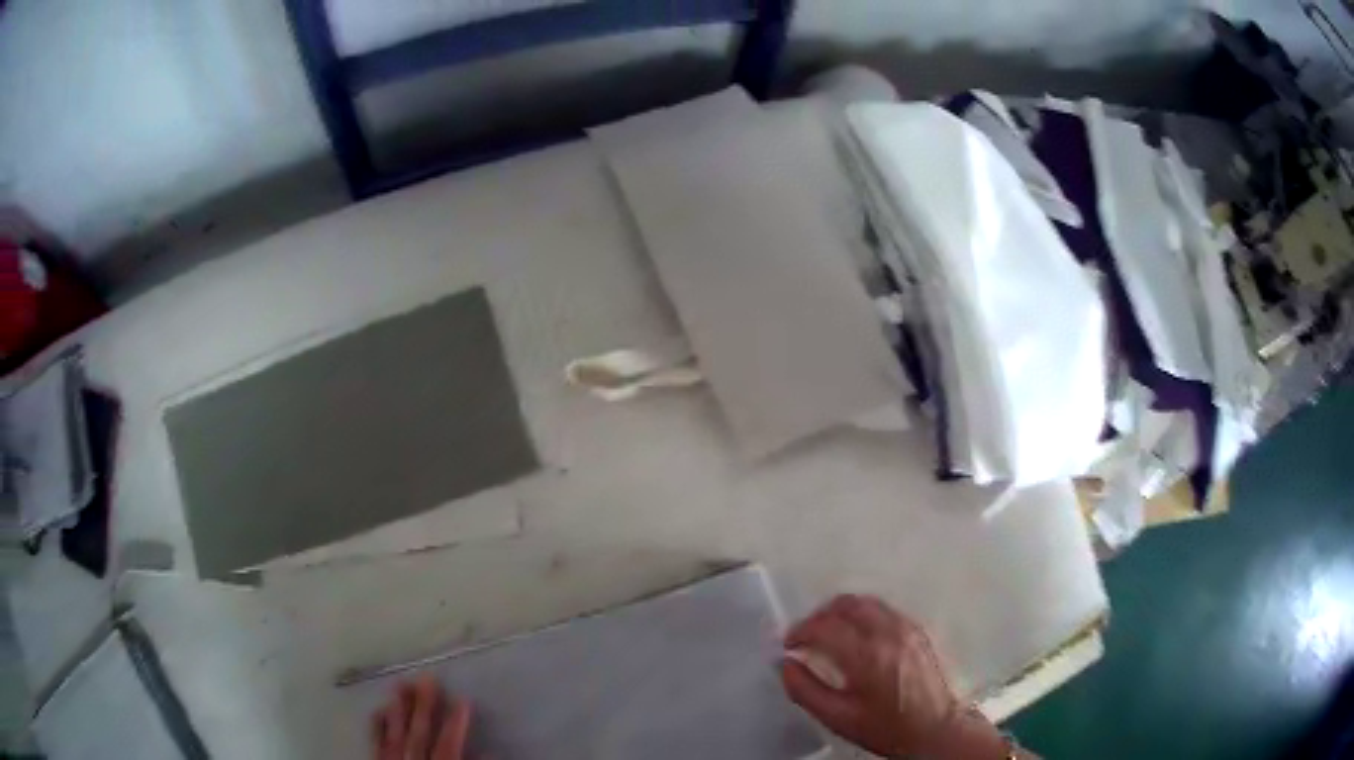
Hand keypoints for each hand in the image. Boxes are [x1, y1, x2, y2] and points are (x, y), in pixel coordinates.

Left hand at [371, 678, 471, 759]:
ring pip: (395, 732)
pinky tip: (379, 709)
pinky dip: (377, 725)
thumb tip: (487, 750)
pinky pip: (375, 741)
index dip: (456, 722)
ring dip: (399, 707)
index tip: (463, 698)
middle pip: (418, 731)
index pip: (448, 744)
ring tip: (401, 682)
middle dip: (424, 704)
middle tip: (427, 677)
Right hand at [780, 595, 966, 758]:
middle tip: (806, 636)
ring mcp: (906, 628)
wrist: (935, 729)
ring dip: (841, 611)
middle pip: (846, 604)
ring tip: (829, 633)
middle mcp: (887, 633)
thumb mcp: (838, 718)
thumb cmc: (885, 727)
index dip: (799, 631)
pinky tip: (858, 636)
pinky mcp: (918, 631)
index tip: (788, 645)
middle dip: (819, 615)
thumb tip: (785, 665)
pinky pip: (884, 610)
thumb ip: (805, 690)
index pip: (824, 626)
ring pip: (867, 602)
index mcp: (865, 655)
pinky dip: (864, 615)